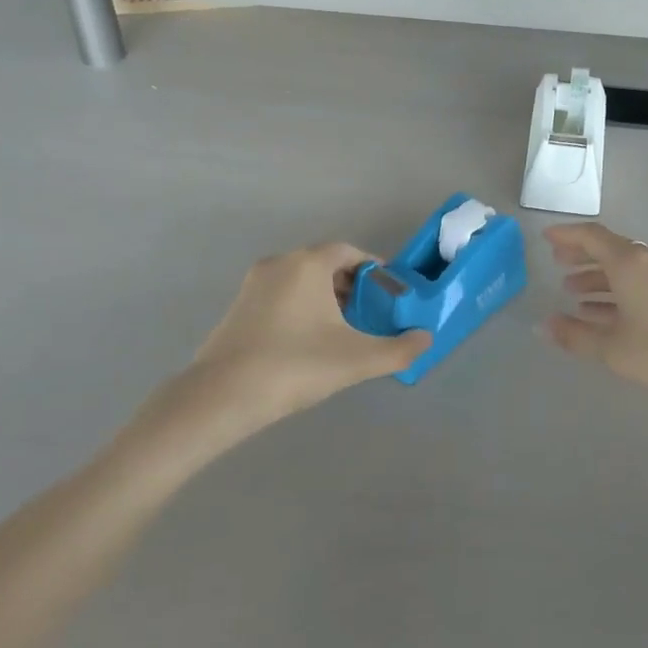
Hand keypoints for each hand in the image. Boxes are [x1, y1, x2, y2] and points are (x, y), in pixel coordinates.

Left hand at [148, 244, 430, 447]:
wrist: (222, 395)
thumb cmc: (295, 366)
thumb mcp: (356, 360)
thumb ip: (398, 349)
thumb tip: (426, 340)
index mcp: (308, 264)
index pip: (349, 252)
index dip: (374, 270)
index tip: (389, 293)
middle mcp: (280, 263)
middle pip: (325, 263)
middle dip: (351, 285)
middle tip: (370, 313)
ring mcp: (255, 283)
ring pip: (301, 279)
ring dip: (326, 297)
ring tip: (344, 330)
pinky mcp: (239, 305)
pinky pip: (281, 294)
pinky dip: (302, 306)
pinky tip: (309, 341)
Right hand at [544, 223, 647, 418]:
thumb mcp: (614, 349)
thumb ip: (575, 335)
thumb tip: (542, 326)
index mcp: (630, 263)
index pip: (592, 236)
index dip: (567, 234)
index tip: (545, 237)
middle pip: (610, 249)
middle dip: (582, 255)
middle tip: (557, 263)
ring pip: (626, 268)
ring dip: (599, 277)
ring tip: (574, 293)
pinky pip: (641, 283)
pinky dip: (619, 291)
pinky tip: (606, 314)